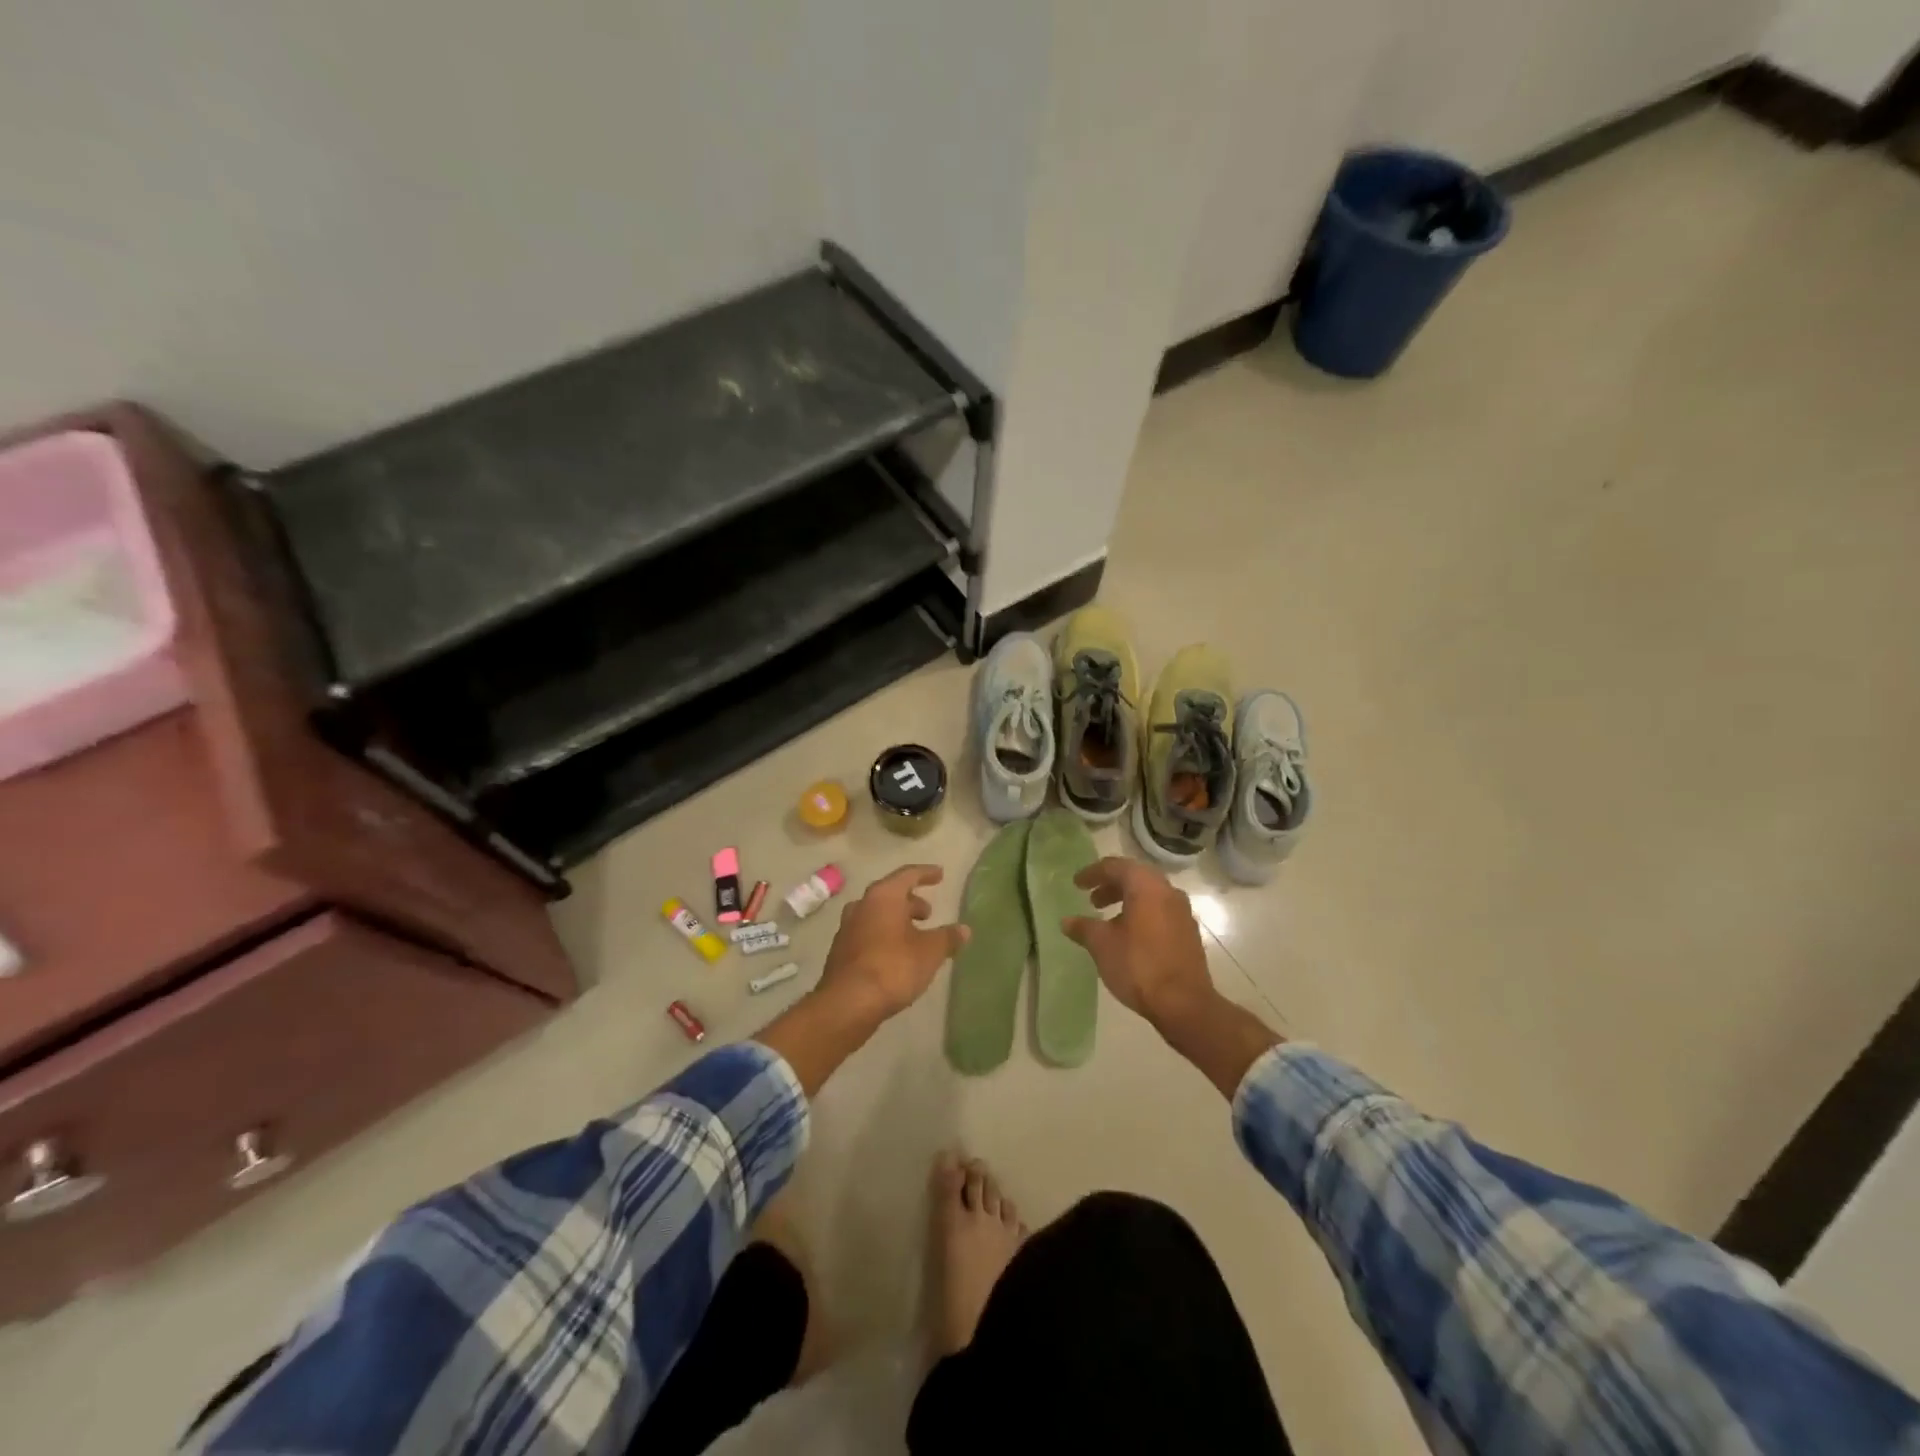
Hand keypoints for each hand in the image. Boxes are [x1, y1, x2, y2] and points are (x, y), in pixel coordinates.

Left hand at [819, 865, 968, 1021]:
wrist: (847, 1004)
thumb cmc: (893, 967)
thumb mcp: (930, 952)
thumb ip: (948, 938)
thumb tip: (964, 929)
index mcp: (883, 897)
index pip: (907, 875)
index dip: (926, 874)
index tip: (940, 874)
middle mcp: (862, 906)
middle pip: (889, 895)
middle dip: (911, 902)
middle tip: (928, 913)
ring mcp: (847, 929)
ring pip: (877, 915)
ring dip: (897, 920)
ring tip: (915, 935)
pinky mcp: (841, 952)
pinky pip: (868, 934)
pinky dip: (884, 936)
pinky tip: (897, 955)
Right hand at [1064, 857, 1280, 1097]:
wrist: (1184, 1003)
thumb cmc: (1138, 966)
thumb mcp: (1102, 945)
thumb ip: (1083, 928)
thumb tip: (1067, 921)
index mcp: (1146, 886)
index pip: (1116, 866)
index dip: (1093, 873)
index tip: (1076, 884)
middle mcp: (1168, 891)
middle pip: (1135, 877)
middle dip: (1111, 885)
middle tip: (1091, 899)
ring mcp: (1182, 912)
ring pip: (1150, 895)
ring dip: (1127, 900)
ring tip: (1107, 919)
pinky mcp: (1189, 932)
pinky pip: (1161, 911)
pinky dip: (1142, 914)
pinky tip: (1129, 936)